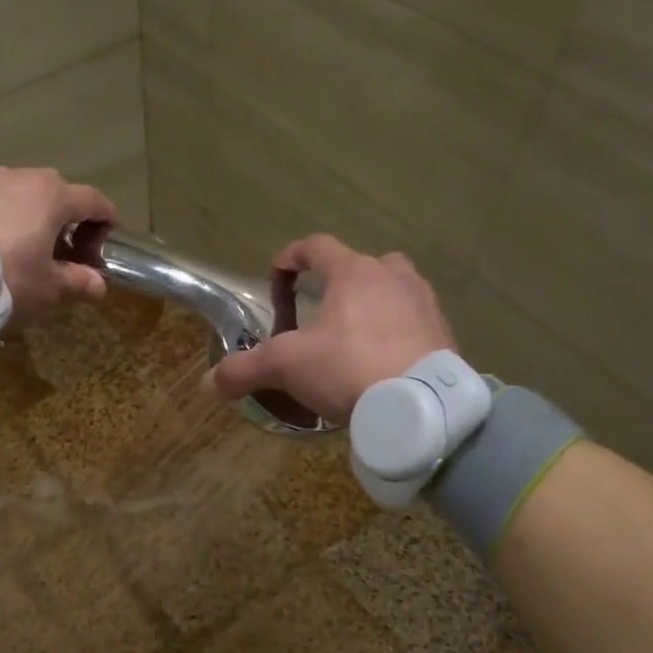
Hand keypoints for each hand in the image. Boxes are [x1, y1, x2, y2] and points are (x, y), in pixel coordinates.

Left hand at [0, 167, 114, 326]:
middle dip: (64, 222)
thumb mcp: (46, 290)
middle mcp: (18, 177)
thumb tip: (98, 284)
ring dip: (26, 218)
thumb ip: (77, 282)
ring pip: (16, 195)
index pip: (92, 200)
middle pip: (54, 193)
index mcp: (51, 196)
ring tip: (18, 251)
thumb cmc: (4, 280)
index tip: (104, 244)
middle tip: (60, 255)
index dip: (104, 222)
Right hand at [206, 235, 455, 423]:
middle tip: (323, 308)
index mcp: (353, 273)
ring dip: (375, 303)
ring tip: (356, 334)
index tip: (277, 274)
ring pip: (396, 289)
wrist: (421, 405)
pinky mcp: (445, 335)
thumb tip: (207, 383)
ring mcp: (425, 304)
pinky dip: (398, 333)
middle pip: (364, 264)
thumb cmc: (348, 368)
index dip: (292, 257)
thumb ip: (244, 369)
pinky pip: (416, 323)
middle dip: (341, 280)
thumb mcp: (285, 367)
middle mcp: (393, 278)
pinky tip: (385, 361)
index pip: (317, 246)